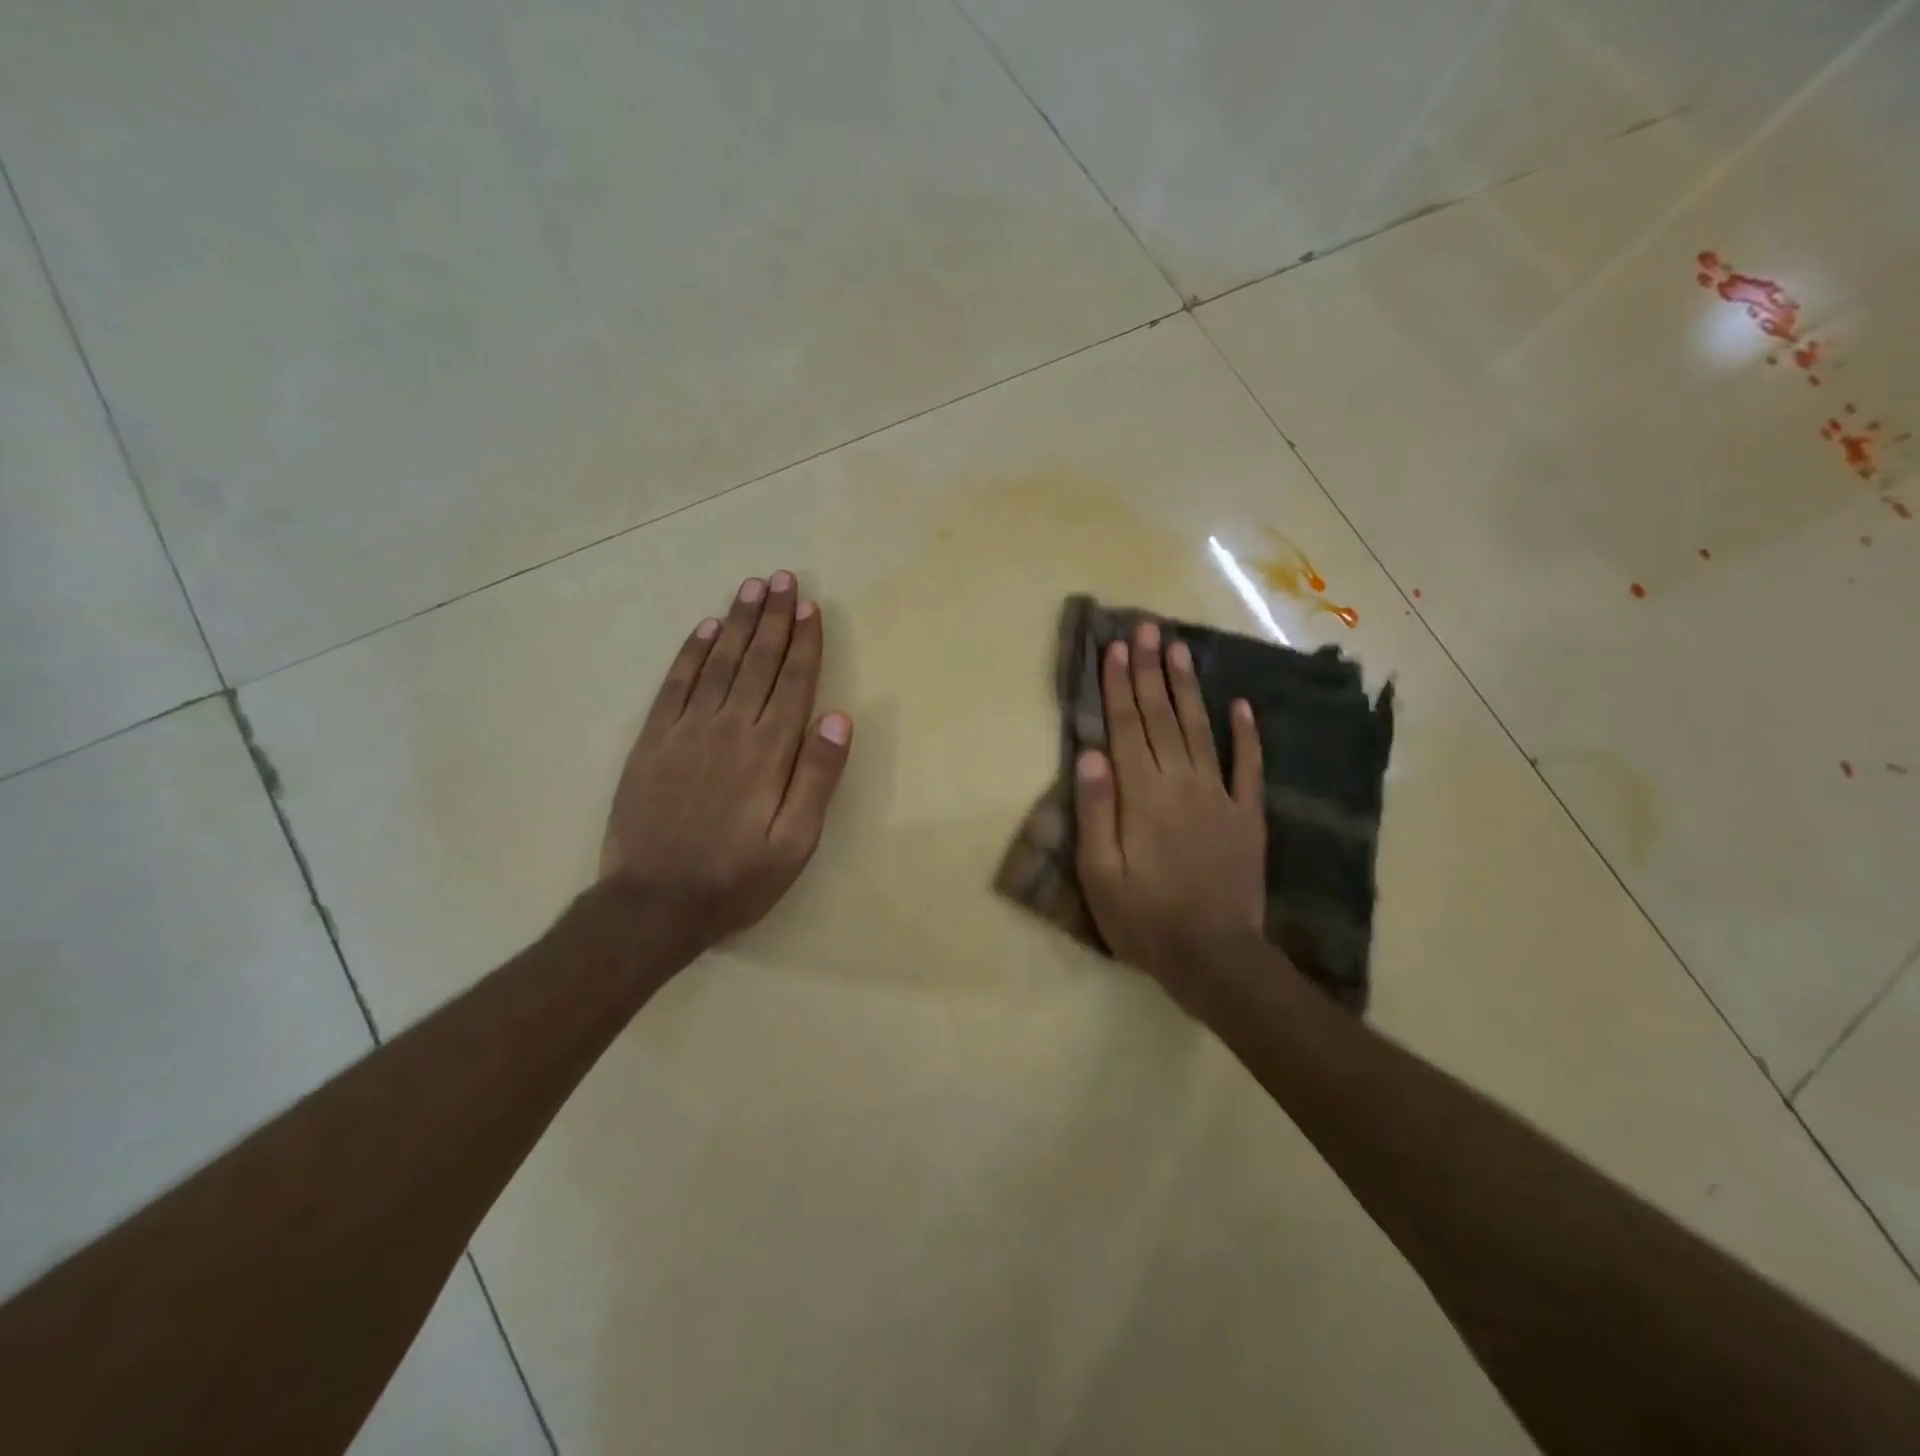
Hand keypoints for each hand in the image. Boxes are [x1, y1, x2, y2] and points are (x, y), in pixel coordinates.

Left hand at [601, 570, 851, 961]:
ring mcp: (686, 731)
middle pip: (757, 661)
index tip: (812, 607)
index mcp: (768, 751)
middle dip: (774, 618)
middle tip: (784, 578)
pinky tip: (703, 630)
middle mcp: (729, 728)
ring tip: (752, 588)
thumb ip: (817, 777)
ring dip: (737, 623)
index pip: (792, 683)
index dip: (804, 643)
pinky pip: (674, 685)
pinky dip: (690, 654)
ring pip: (718, 663)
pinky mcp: (653, 741)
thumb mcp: (795, 843)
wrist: (653, 904)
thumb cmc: (736, 878)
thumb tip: (838, 717)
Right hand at [1074, 620, 1269, 1002]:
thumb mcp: (1100, 874)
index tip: (1115, 649)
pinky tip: (1241, 704)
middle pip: (1161, 717)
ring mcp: (1219, 796)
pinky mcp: (1247, 815)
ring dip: (1187, 687)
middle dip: (1150, 670)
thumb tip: (1090, 753)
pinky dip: (1245, 734)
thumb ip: (1096, 811)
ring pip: (1199, 729)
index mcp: (1142, 795)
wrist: (1214, 956)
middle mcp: (1181, 783)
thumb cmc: (1144, 918)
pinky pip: (1247, 766)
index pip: (1126, 728)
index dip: (1119, 686)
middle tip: (1146, 628)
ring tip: (1179, 648)